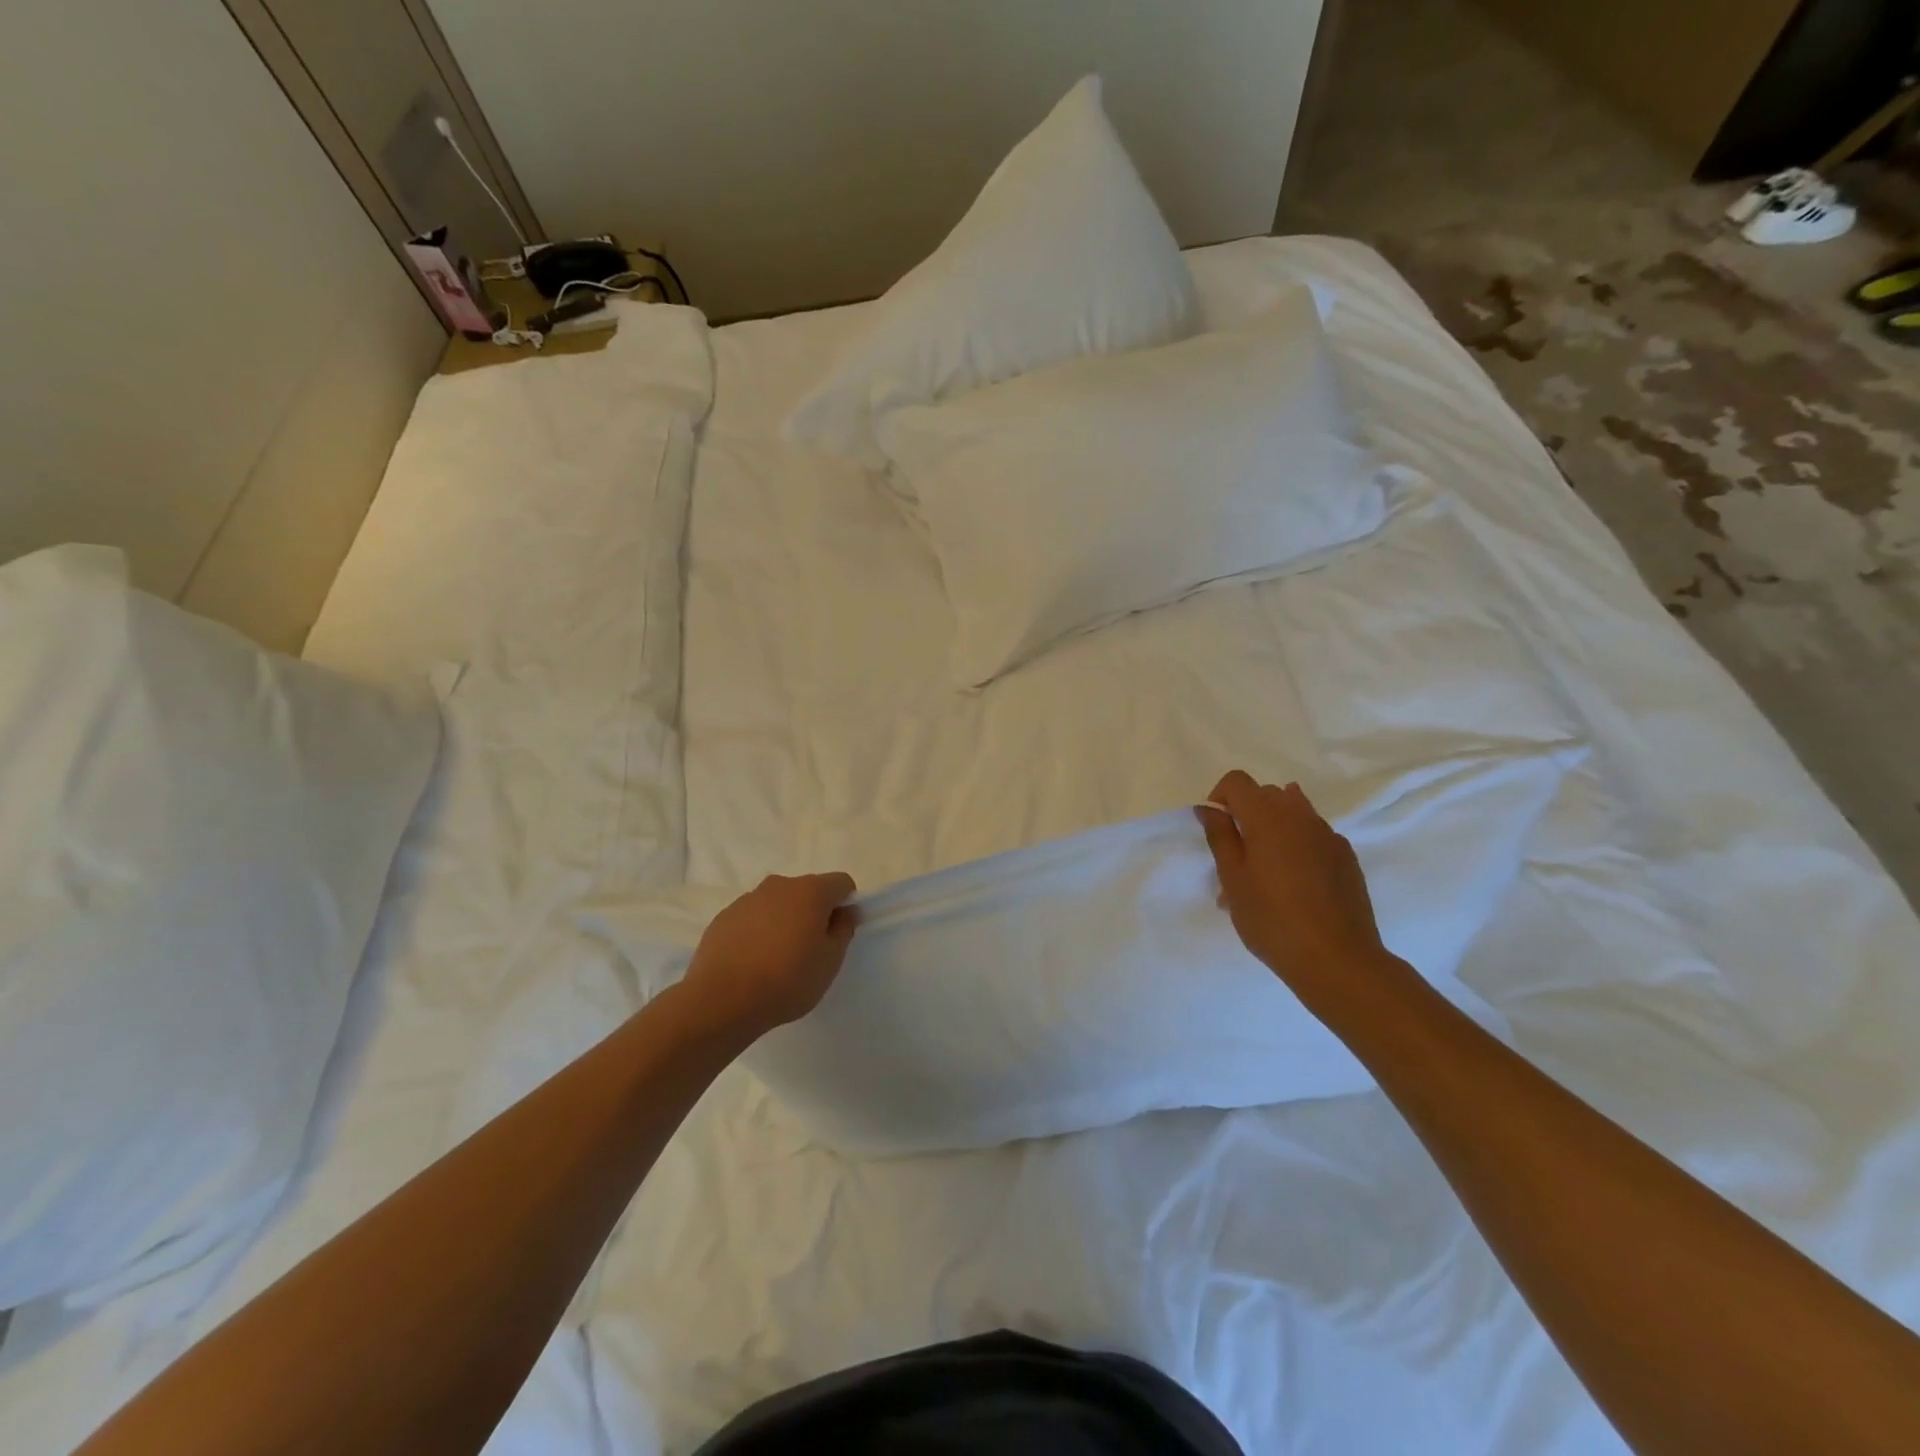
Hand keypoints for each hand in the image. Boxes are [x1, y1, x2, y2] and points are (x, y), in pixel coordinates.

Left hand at [679, 873, 859, 1039]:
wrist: (722, 1001)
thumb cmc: (787, 980)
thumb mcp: (830, 961)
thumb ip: (844, 930)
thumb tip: (846, 911)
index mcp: (810, 891)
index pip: (841, 883)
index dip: (846, 904)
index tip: (839, 933)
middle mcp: (779, 885)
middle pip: (807, 890)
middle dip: (814, 912)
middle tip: (810, 949)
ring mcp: (748, 899)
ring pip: (778, 903)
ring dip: (785, 920)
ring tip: (777, 958)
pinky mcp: (724, 917)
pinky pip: (752, 917)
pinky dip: (759, 931)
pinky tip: (752, 961)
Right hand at [1197, 771, 1393, 1002]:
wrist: (1338, 959)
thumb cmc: (1272, 919)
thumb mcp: (1233, 879)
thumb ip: (1219, 836)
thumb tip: (1209, 808)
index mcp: (1268, 816)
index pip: (1237, 781)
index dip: (1220, 798)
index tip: (1216, 830)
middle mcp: (1301, 815)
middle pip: (1266, 794)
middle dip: (1246, 814)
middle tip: (1236, 856)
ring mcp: (1328, 834)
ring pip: (1293, 813)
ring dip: (1272, 828)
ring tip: (1265, 869)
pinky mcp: (1346, 856)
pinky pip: (1313, 835)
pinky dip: (1296, 845)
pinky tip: (1294, 884)